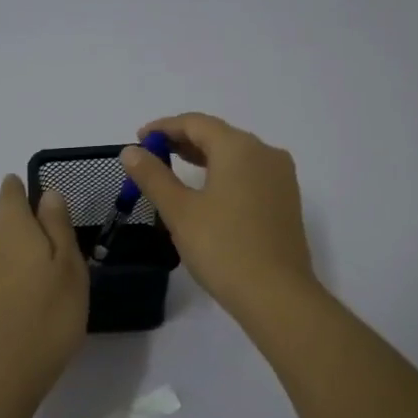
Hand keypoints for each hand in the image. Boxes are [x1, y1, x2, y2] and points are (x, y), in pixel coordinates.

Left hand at [0, 175, 88, 402]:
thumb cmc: (48, 316)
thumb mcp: (69, 267)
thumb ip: (58, 226)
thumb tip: (47, 193)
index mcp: (13, 231)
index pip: (8, 196)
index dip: (17, 189)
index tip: (26, 189)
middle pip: (3, 226)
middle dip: (23, 230)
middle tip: (53, 250)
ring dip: (15, 259)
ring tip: (41, 281)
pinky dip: (6, 283)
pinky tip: (23, 305)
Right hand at [121, 113, 319, 323]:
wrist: (276, 294)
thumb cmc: (222, 248)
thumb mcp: (179, 211)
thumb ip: (153, 176)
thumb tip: (131, 151)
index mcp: (240, 148)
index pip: (196, 123)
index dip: (163, 128)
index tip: (138, 139)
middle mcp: (265, 153)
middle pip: (218, 135)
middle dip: (182, 141)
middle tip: (151, 156)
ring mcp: (281, 177)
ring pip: (236, 155)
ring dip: (203, 158)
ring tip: (173, 171)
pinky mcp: (286, 200)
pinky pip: (249, 174)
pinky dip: (223, 174)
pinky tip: (207, 193)